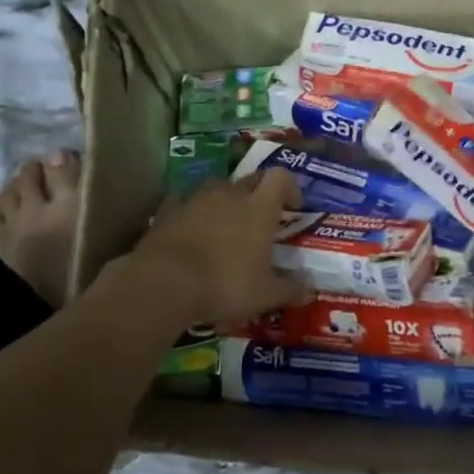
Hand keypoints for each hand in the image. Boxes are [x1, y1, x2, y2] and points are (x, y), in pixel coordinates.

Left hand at [123, 168, 309, 327]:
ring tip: (226, 223)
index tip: (293, 207)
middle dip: (259, 193)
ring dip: (225, 199)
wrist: (164, 282)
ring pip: (216, 186)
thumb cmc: (225, 285)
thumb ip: (289, 290)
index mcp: (259, 208)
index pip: (280, 177)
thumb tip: (309, 292)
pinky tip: (190, 227)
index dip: (290, 187)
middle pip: (250, 179)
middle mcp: (229, 195)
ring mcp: (195, 199)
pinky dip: (191, 210)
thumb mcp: (265, 295)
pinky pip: (183, 201)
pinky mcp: (167, 210)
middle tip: (261, 219)